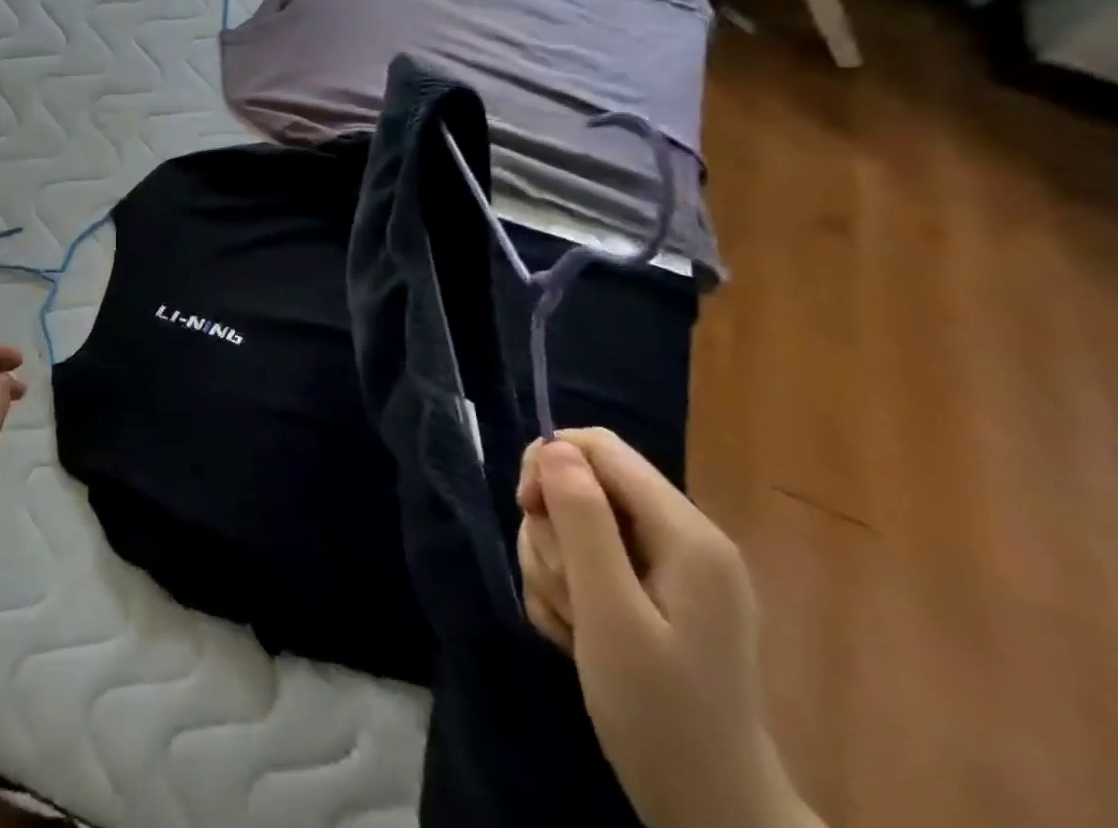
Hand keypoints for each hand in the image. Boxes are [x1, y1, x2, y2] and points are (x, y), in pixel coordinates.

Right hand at [517, 429, 820, 827]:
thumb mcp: (610, 614)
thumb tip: (552, 446)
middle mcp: (680, 538)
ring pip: (574, 525)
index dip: (550, 464)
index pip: (600, 447)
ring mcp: (666, 569)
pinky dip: (566, 593)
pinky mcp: (649, 595)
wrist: (710, 816)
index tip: (527, 512)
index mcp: (686, 533)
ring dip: (554, 569)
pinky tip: (575, 636)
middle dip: (553, 533)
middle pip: (581, 486)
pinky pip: (584, 562)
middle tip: (563, 591)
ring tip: (572, 626)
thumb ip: (582, 521)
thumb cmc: (661, 715)